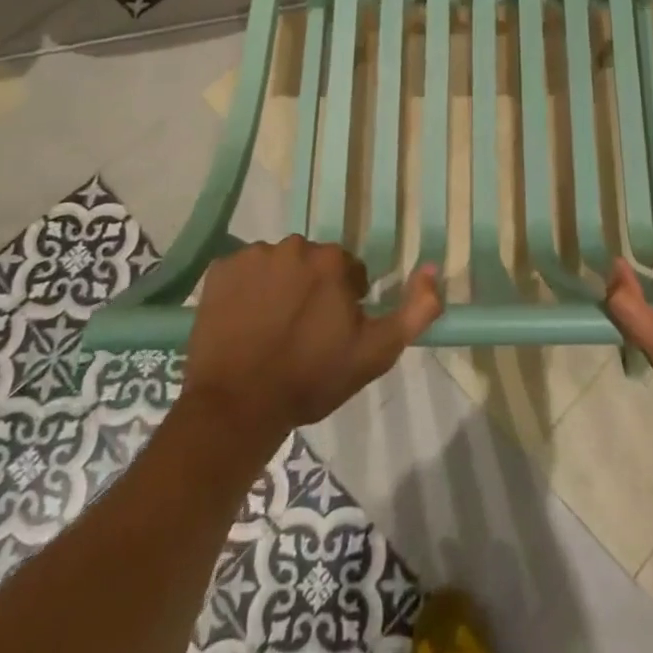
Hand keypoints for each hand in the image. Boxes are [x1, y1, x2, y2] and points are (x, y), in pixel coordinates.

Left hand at [182, 237, 441, 447]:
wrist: (237, 406)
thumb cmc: (311, 379)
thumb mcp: (376, 352)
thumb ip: (415, 310)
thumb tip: (432, 268)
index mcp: (332, 262)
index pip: (348, 272)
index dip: (344, 303)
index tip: (331, 334)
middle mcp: (294, 246)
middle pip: (311, 264)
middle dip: (311, 290)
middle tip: (301, 334)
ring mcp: (253, 256)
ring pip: (277, 266)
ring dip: (279, 288)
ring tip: (270, 330)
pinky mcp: (220, 270)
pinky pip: (242, 272)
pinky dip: (245, 290)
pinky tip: (244, 322)